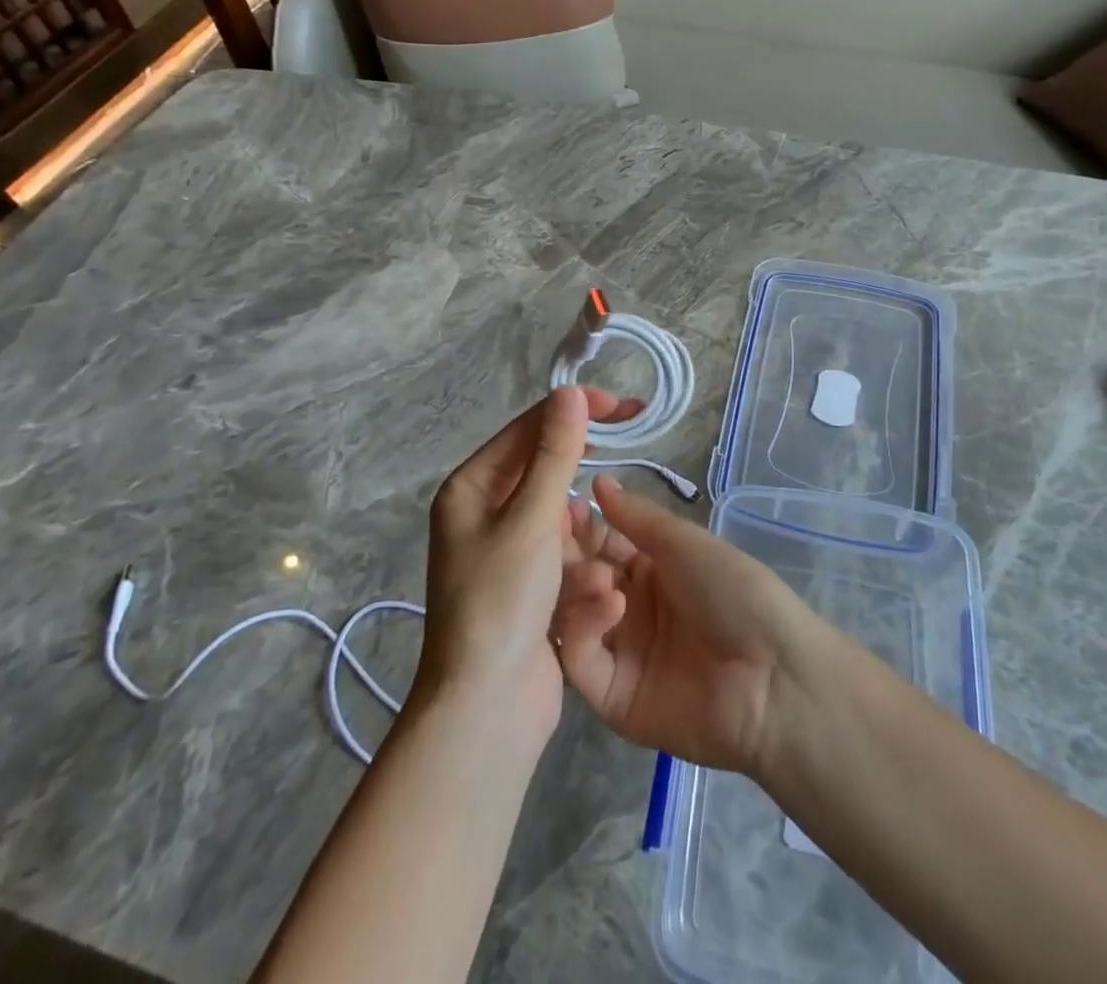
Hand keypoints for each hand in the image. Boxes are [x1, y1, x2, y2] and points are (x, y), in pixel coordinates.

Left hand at [412, 386, 637, 757]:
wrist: (484, 714)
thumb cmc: (501, 604)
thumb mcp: (531, 520)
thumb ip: (554, 454)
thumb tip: (569, 392)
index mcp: (471, 489)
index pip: (528, 429)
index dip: (575, 411)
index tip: (625, 407)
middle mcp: (483, 513)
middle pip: (546, 472)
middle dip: (586, 474)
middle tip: (634, 447)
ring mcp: (506, 552)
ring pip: (563, 520)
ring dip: (586, 542)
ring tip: (596, 576)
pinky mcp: (528, 587)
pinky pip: (565, 559)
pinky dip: (582, 573)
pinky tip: (595, 604)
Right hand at [553, 475, 819, 775]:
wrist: (773, 677)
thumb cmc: (734, 592)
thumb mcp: (685, 543)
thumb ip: (636, 516)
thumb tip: (598, 479)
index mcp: (652, 571)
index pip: (601, 544)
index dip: (581, 525)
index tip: (560, 505)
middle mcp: (631, 610)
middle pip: (581, 579)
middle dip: (568, 555)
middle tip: (555, 535)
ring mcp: (620, 655)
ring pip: (572, 617)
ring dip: (577, 588)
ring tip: (598, 574)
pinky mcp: (612, 699)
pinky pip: (580, 661)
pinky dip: (585, 628)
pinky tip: (611, 606)